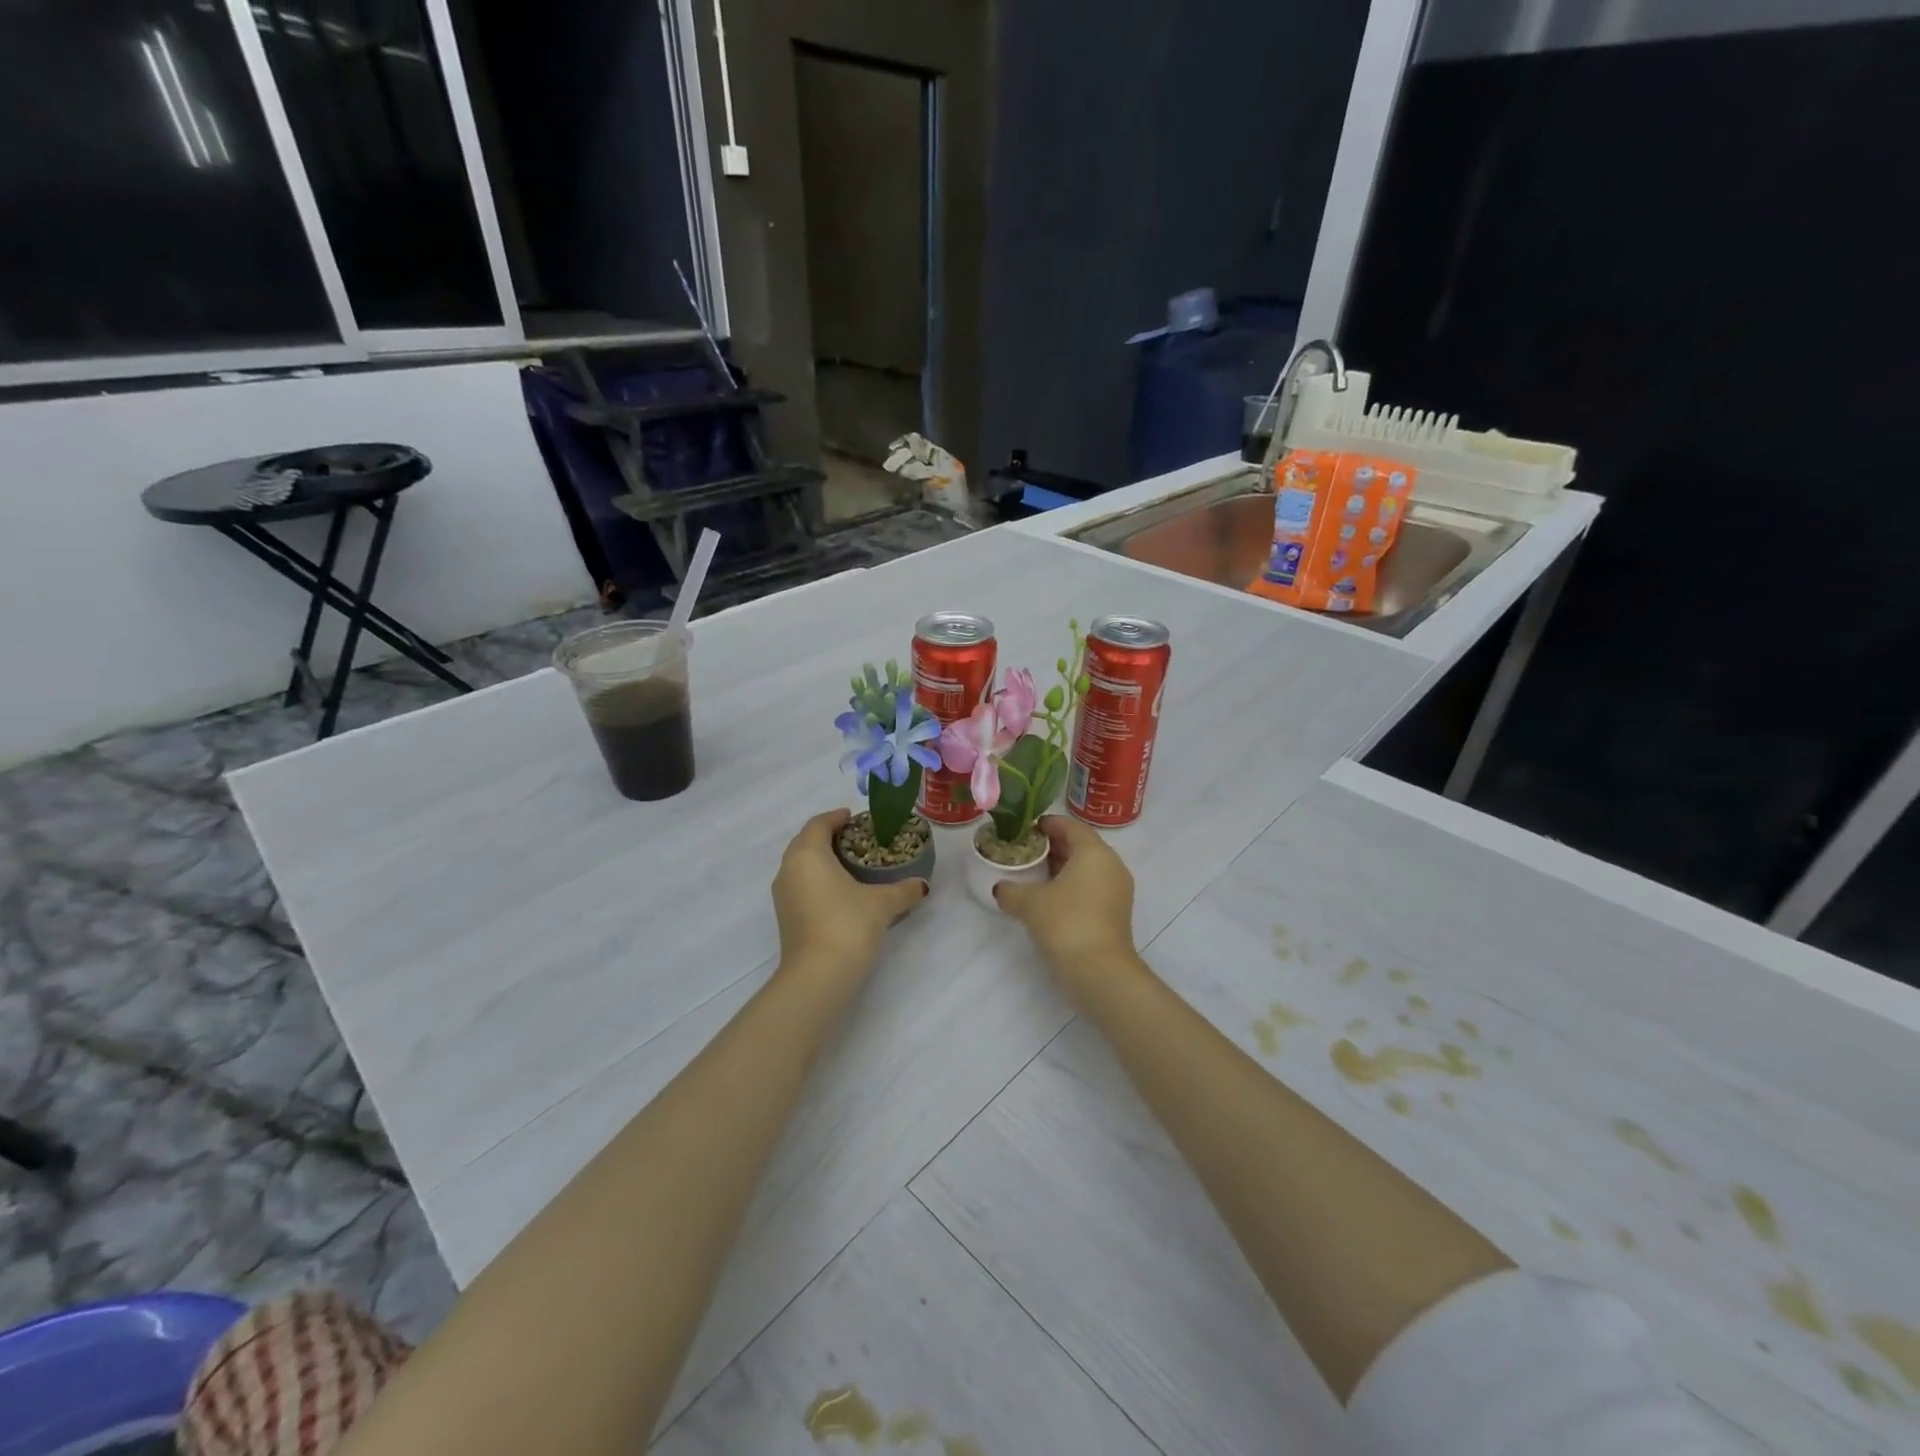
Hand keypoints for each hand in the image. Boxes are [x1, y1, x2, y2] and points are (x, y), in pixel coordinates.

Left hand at [772, 810, 927, 985]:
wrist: (818, 975)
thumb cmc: (848, 924)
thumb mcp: (882, 903)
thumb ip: (903, 889)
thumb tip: (923, 885)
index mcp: (808, 854)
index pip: (819, 823)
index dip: (837, 817)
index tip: (855, 817)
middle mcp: (789, 868)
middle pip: (806, 841)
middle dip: (828, 836)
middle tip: (856, 839)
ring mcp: (783, 894)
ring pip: (800, 864)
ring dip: (820, 859)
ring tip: (850, 864)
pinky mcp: (785, 916)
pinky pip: (800, 884)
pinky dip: (816, 879)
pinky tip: (839, 891)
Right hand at [993, 815, 1136, 989]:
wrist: (1099, 971)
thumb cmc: (1065, 922)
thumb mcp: (1029, 903)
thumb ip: (1011, 890)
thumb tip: (1001, 888)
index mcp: (1094, 852)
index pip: (1071, 826)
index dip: (1048, 824)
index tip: (1027, 829)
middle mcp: (1111, 865)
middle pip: (1081, 846)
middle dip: (1053, 847)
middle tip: (1025, 851)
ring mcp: (1117, 890)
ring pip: (1087, 868)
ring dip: (1061, 868)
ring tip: (1033, 874)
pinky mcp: (1116, 913)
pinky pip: (1091, 887)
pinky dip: (1071, 886)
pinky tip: (1048, 898)